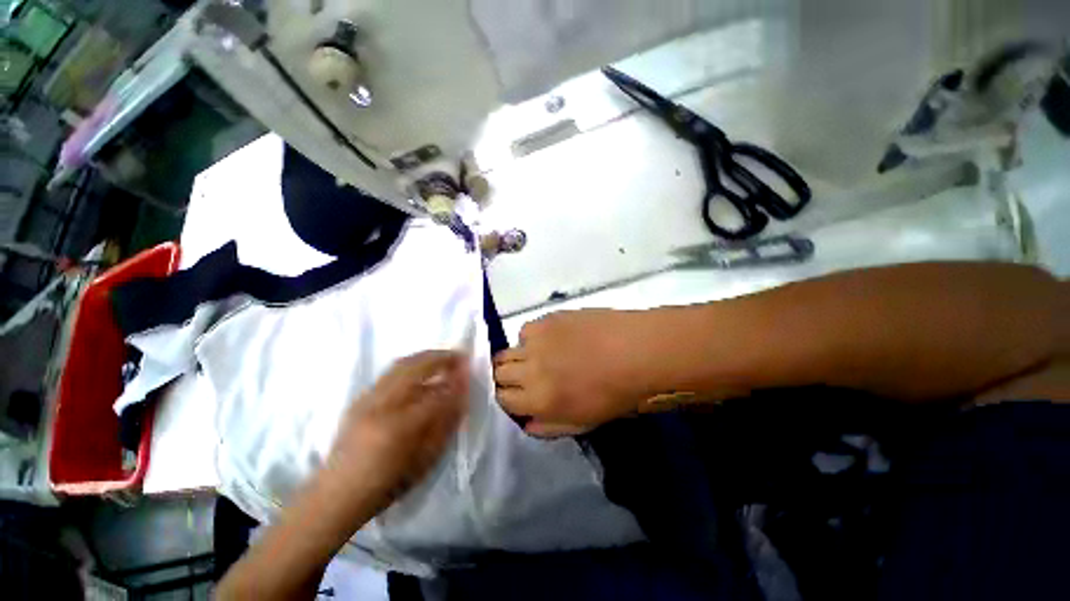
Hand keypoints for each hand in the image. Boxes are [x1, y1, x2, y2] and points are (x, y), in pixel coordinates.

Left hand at [326, 350, 468, 512]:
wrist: (336, 494)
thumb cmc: (387, 483)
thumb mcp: (425, 461)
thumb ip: (445, 425)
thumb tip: (460, 397)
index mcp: (402, 426)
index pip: (438, 393)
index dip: (456, 379)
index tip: (469, 370)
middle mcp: (384, 405)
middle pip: (417, 367)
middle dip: (441, 357)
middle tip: (458, 355)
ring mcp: (369, 398)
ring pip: (401, 365)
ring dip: (425, 357)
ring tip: (442, 357)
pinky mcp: (360, 398)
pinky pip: (390, 372)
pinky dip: (410, 364)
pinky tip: (419, 369)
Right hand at [493, 310, 659, 436]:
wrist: (636, 351)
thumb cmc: (616, 393)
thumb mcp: (584, 423)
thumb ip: (549, 427)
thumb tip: (526, 422)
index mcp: (539, 400)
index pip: (503, 399)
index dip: (508, 398)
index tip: (518, 396)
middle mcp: (530, 370)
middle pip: (498, 373)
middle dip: (507, 378)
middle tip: (525, 377)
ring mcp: (536, 341)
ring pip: (507, 351)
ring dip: (517, 357)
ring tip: (537, 357)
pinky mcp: (546, 320)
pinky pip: (525, 331)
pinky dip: (532, 338)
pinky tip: (551, 339)